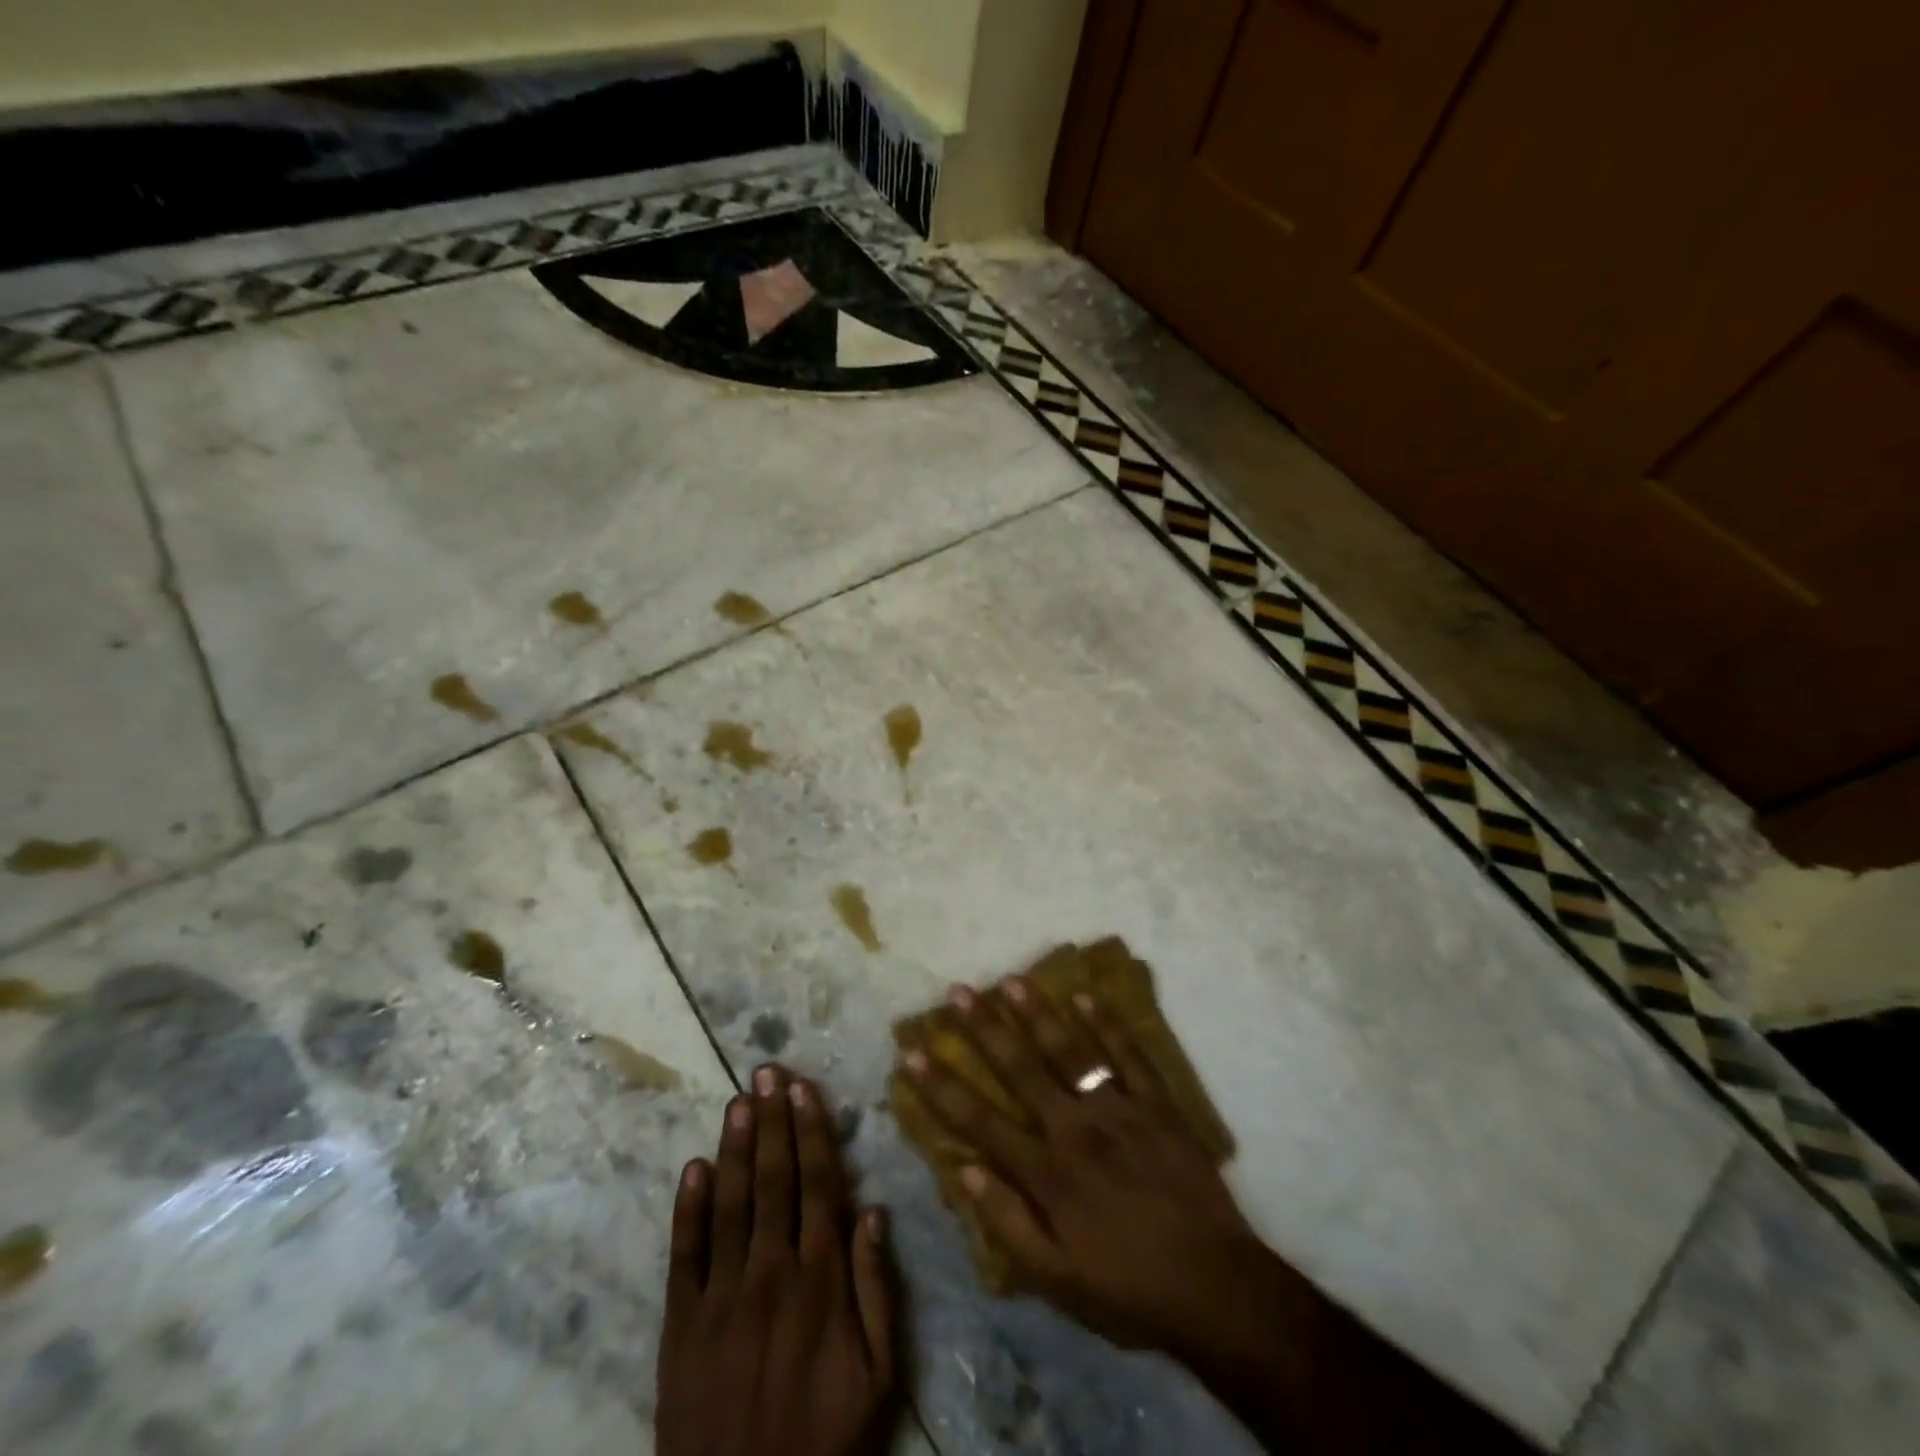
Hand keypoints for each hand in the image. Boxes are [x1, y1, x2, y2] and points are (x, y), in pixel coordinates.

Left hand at [656, 1065, 898, 1455]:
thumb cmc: (824, 1439)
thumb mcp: (879, 1376)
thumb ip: (877, 1288)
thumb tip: (874, 1210)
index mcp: (822, 1278)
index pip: (819, 1183)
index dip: (812, 1131)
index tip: (803, 1089)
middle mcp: (773, 1270)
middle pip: (774, 1179)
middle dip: (771, 1121)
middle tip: (766, 1073)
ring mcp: (723, 1294)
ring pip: (731, 1203)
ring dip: (734, 1147)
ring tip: (736, 1101)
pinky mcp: (681, 1324)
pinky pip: (685, 1255)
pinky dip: (688, 1208)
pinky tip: (693, 1167)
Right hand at [897, 977, 1315, 1368]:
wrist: (1216, 1286)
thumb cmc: (1129, 1288)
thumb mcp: (1058, 1281)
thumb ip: (1009, 1224)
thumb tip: (966, 1171)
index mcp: (1048, 1172)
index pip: (981, 1121)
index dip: (942, 1087)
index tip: (913, 1053)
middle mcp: (1076, 1128)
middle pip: (1021, 1069)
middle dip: (984, 1029)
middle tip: (959, 992)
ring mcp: (1119, 1109)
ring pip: (1071, 1050)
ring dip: (1038, 1013)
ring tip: (1012, 980)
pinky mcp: (1158, 1104)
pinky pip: (1129, 1055)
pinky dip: (1108, 1024)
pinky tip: (1087, 995)